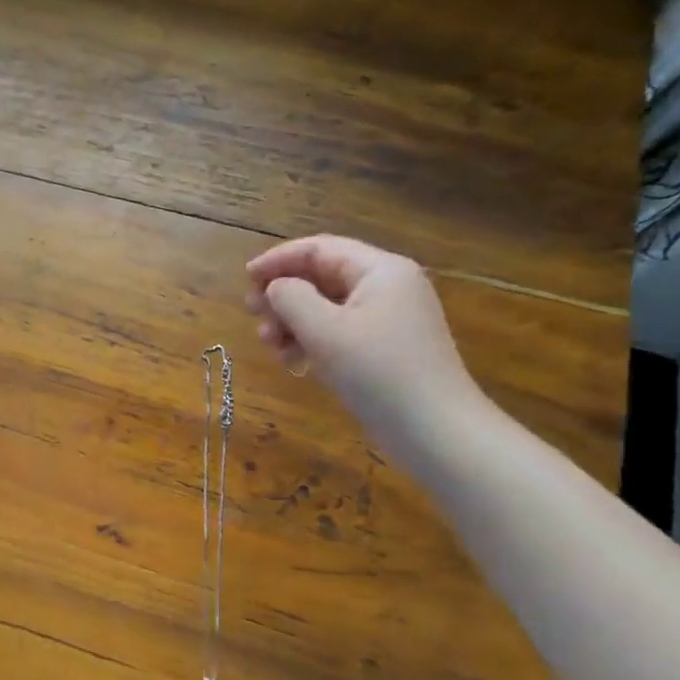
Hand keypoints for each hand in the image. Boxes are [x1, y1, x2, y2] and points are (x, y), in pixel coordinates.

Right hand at [246, 235, 488, 462]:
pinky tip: (293, 361)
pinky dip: (311, 340)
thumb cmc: (377, 372)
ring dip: (292, 321)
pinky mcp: (385, 349)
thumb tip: (276, 288)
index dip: (278, 259)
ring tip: (271, 345)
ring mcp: (388, 319)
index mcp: (380, 270)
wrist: (434, 430)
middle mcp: (387, 287)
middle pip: (322, 276)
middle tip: (252, 314)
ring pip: (327, 307)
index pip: (320, 249)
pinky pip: (339, 332)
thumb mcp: (324, 330)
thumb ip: (291, 298)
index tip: (245, 278)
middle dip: (283, 293)